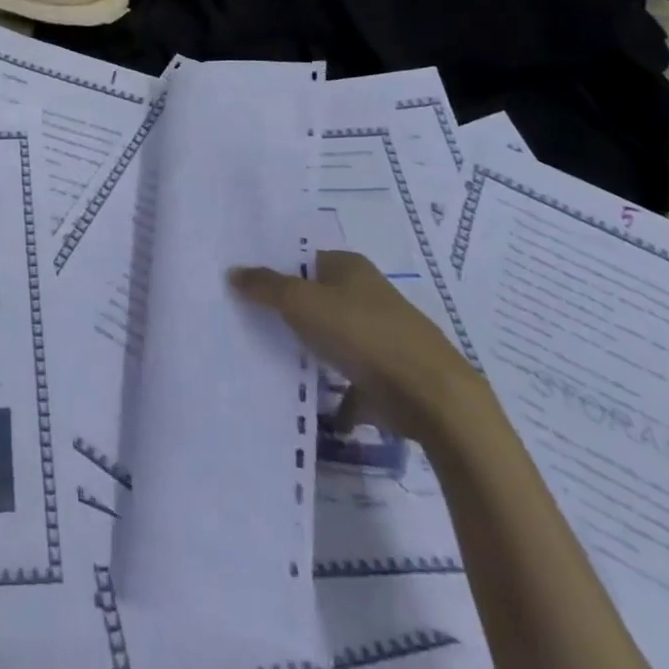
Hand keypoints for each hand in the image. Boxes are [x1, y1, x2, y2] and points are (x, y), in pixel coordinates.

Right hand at [230, 250, 485, 439]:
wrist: (435, 399)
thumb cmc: (363, 335)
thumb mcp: (302, 303)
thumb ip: (265, 287)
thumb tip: (233, 272)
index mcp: (350, 266)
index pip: (304, 259)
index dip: (276, 270)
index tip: (246, 287)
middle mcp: (369, 294)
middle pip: (318, 298)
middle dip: (290, 312)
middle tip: (251, 322)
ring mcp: (384, 336)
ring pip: (336, 339)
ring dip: (314, 352)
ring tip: (276, 363)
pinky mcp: (394, 377)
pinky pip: (355, 382)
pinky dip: (340, 395)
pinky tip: (319, 410)